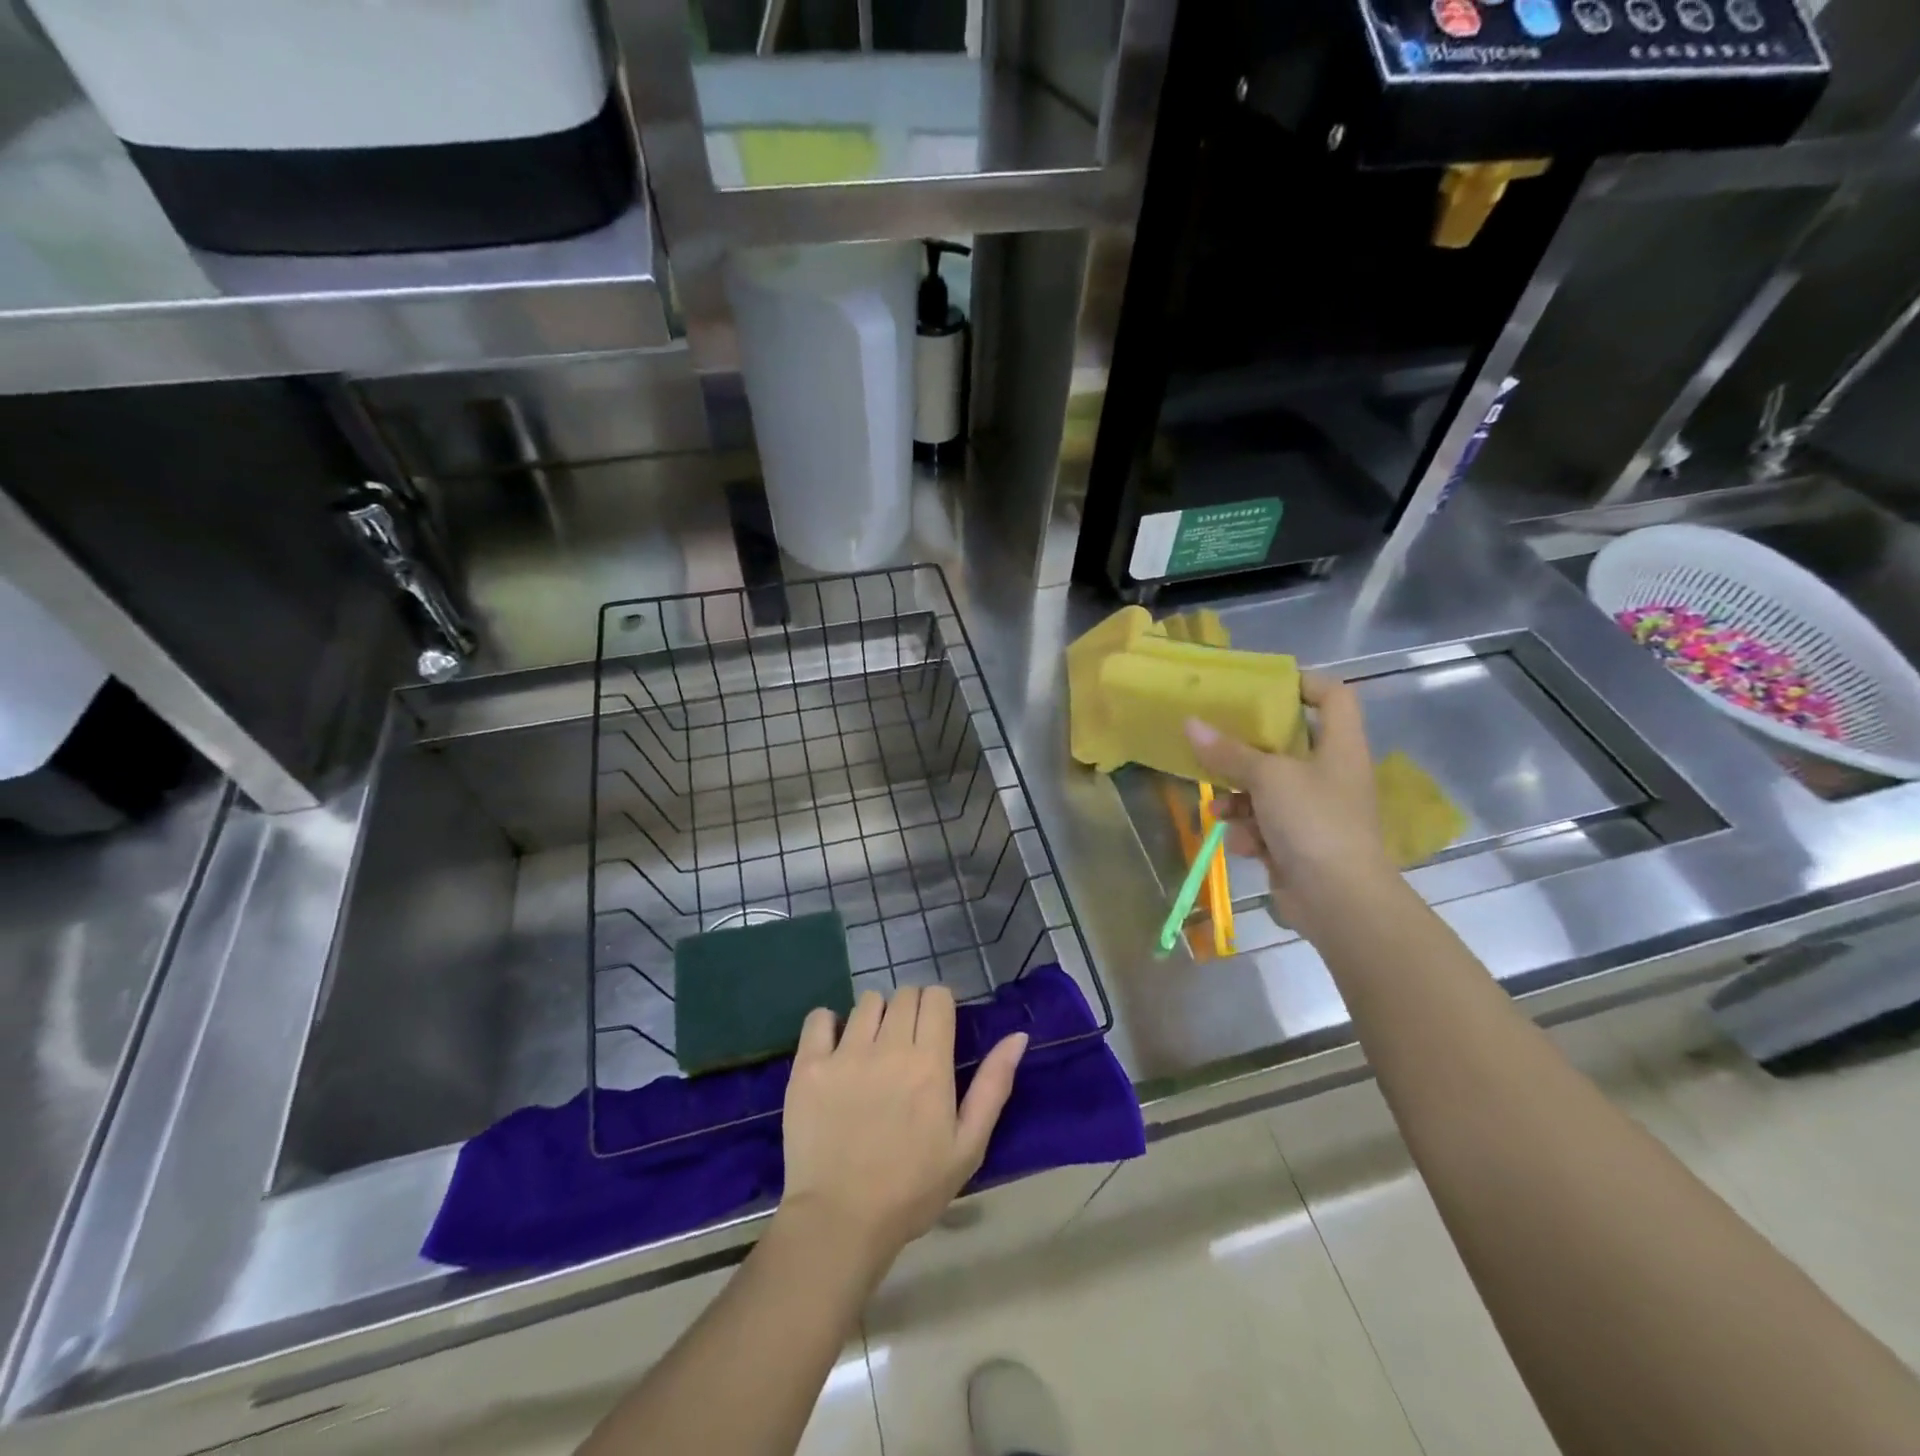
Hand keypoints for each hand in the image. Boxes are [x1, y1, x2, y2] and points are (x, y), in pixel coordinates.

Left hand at [780, 985, 1027, 1263]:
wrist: (840, 1222)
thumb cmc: (912, 1189)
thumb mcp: (968, 1146)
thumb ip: (994, 1086)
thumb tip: (1017, 1036)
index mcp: (929, 1062)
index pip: (937, 996)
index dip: (940, 1005)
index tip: (938, 1028)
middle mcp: (888, 1047)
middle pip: (904, 994)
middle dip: (911, 1009)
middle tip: (907, 1044)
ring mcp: (844, 1054)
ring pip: (866, 1002)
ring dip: (875, 1016)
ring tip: (873, 1048)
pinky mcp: (808, 1066)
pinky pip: (819, 1018)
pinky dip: (828, 1024)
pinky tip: (834, 1047)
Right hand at [1185, 673, 1399, 935]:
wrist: (1340, 900)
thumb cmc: (1313, 822)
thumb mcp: (1268, 777)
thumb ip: (1228, 752)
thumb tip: (1190, 723)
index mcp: (1339, 746)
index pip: (1334, 696)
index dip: (1305, 683)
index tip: (1263, 686)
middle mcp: (1331, 774)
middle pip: (1288, 745)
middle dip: (1247, 751)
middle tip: (1215, 743)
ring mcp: (1316, 812)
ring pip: (1268, 790)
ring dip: (1239, 799)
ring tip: (1218, 809)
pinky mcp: (1299, 844)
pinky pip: (1265, 825)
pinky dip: (1250, 832)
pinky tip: (1241, 843)